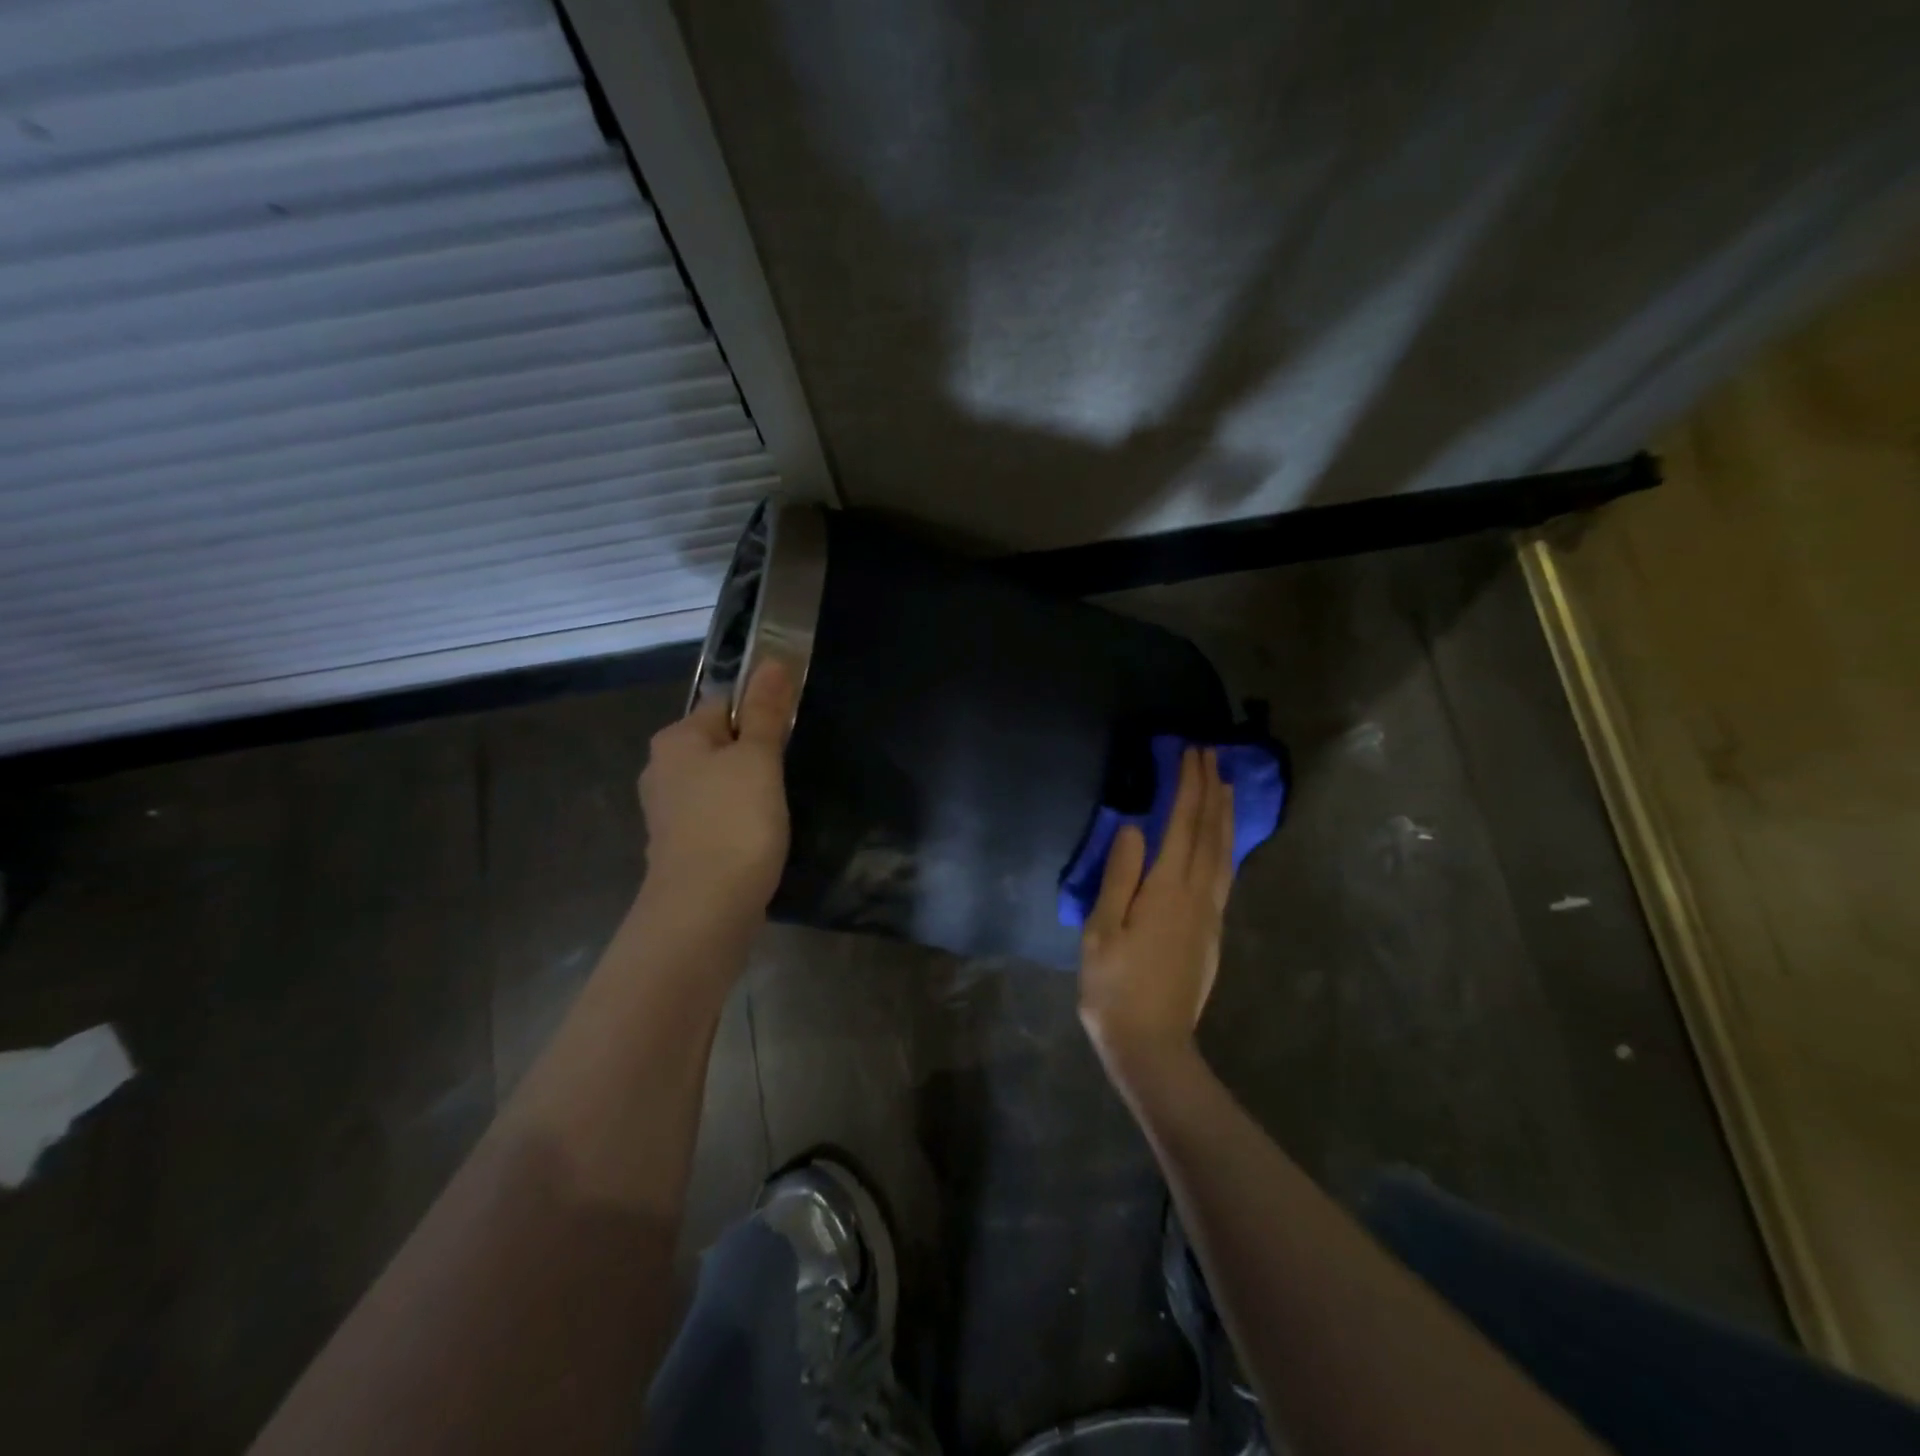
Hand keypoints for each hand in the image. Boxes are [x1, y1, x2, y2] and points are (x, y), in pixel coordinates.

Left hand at [637, 661, 795, 919]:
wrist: (704, 909)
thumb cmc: (734, 822)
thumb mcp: (758, 759)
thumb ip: (766, 711)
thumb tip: (772, 660)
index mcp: (676, 739)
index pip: (724, 705)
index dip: (761, 716)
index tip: (789, 739)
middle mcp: (661, 770)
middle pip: (720, 745)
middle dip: (754, 756)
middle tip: (787, 776)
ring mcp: (666, 813)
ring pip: (717, 785)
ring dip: (746, 792)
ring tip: (775, 810)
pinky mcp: (678, 847)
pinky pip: (713, 819)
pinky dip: (735, 823)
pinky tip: (756, 839)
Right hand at [1079, 748, 1234, 1079]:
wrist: (1151, 1044)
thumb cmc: (1113, 987)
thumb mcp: (1101, 931)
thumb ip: (1119, 876)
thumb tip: (1133, 827)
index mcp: (1166, 890)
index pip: (1182, 825)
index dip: (1188, 786)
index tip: (1191, 753)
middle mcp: (1197, 895)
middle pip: (1209, 832)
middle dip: (1211, 790)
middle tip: (1211, 754)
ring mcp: (1209, 914)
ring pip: (1224, 852)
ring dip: (1225, 814)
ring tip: (1225, 784)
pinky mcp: (1211, 930)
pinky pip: (1224, 873)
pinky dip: (1226, 844)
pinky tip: (1223, 839)